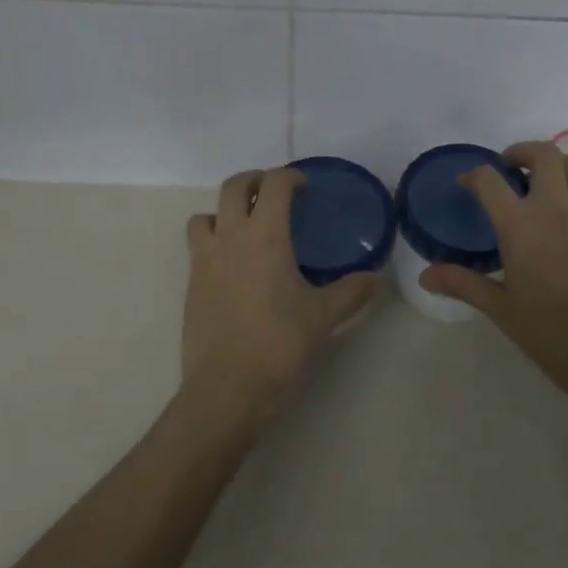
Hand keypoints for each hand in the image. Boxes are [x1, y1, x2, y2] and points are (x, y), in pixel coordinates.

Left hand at [181, 167, 376, 434]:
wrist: (226, 390)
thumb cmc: (279, 346)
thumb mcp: (323, 318)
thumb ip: (351, 293)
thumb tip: (376, 279)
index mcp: (266, 236)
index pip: (274, 184)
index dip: (290, 177)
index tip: (304, 187)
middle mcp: (231, 238)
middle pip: (233, 187)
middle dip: (254, 181)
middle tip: (274, 194)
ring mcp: (205, 261)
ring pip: (205, 215)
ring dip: (225, 211)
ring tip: (246, 228)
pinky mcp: (191, 285)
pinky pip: (198, 247)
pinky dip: (213, 242)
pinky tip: (234, 267)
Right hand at [419, 141, 567, 399]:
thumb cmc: (549, 332)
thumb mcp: (500, 308)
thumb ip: (463, 283)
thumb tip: (425, 276)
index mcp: (520, 225)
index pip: (489, 180)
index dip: (473, 176)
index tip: (467, 184)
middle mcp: (556, 207)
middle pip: (542, 154)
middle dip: (522, 153)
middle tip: (511, 169)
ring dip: (557, 166)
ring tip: (547, 184)